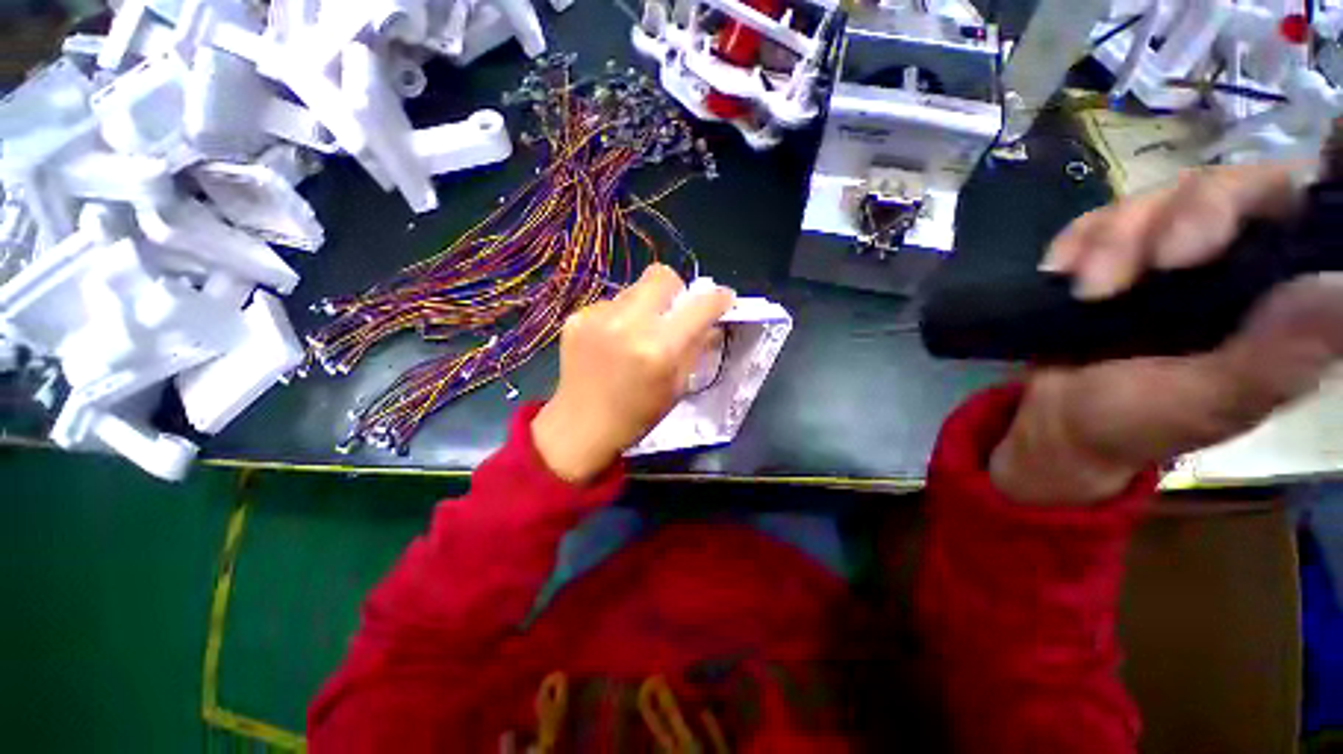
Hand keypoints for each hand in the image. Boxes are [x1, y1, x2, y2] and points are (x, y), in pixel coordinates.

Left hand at [532, 265, 734, 483]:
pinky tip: (611, 342)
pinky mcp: (577, 318)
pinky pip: (610, 304)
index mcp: (661, 348)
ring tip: (636, 334)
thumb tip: (711, 321)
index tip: (722, 300)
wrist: (583, 426)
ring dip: (644, 306)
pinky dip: (618, 318)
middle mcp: (629, 324)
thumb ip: (697, 347)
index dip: (718, 299)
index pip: (700, 305)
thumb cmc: (638, 414)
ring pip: (634, 289)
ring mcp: (598, 317)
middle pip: (662, 276)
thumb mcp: (678, 386)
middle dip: (675, 290)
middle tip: (672, 313)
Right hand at [992, 162, 1342, 503]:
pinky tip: (1059, 272)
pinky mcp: (1115, 256)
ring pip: (1156, 198)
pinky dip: (1075, 241)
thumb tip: (1338, 291)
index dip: (1267, 193)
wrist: (1057, 421)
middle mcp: (1233, 259)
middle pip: (1223, 186)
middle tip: (1141, 269)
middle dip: (1178, 218)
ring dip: (1112, 240)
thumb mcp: (1210, 402)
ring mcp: (1168, 252)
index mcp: (1277, 294)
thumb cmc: (1135, 422)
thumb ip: (1276, 356)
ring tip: (1085, 292)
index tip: (1213, 231)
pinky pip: (1097, 219)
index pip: (1295, 205)